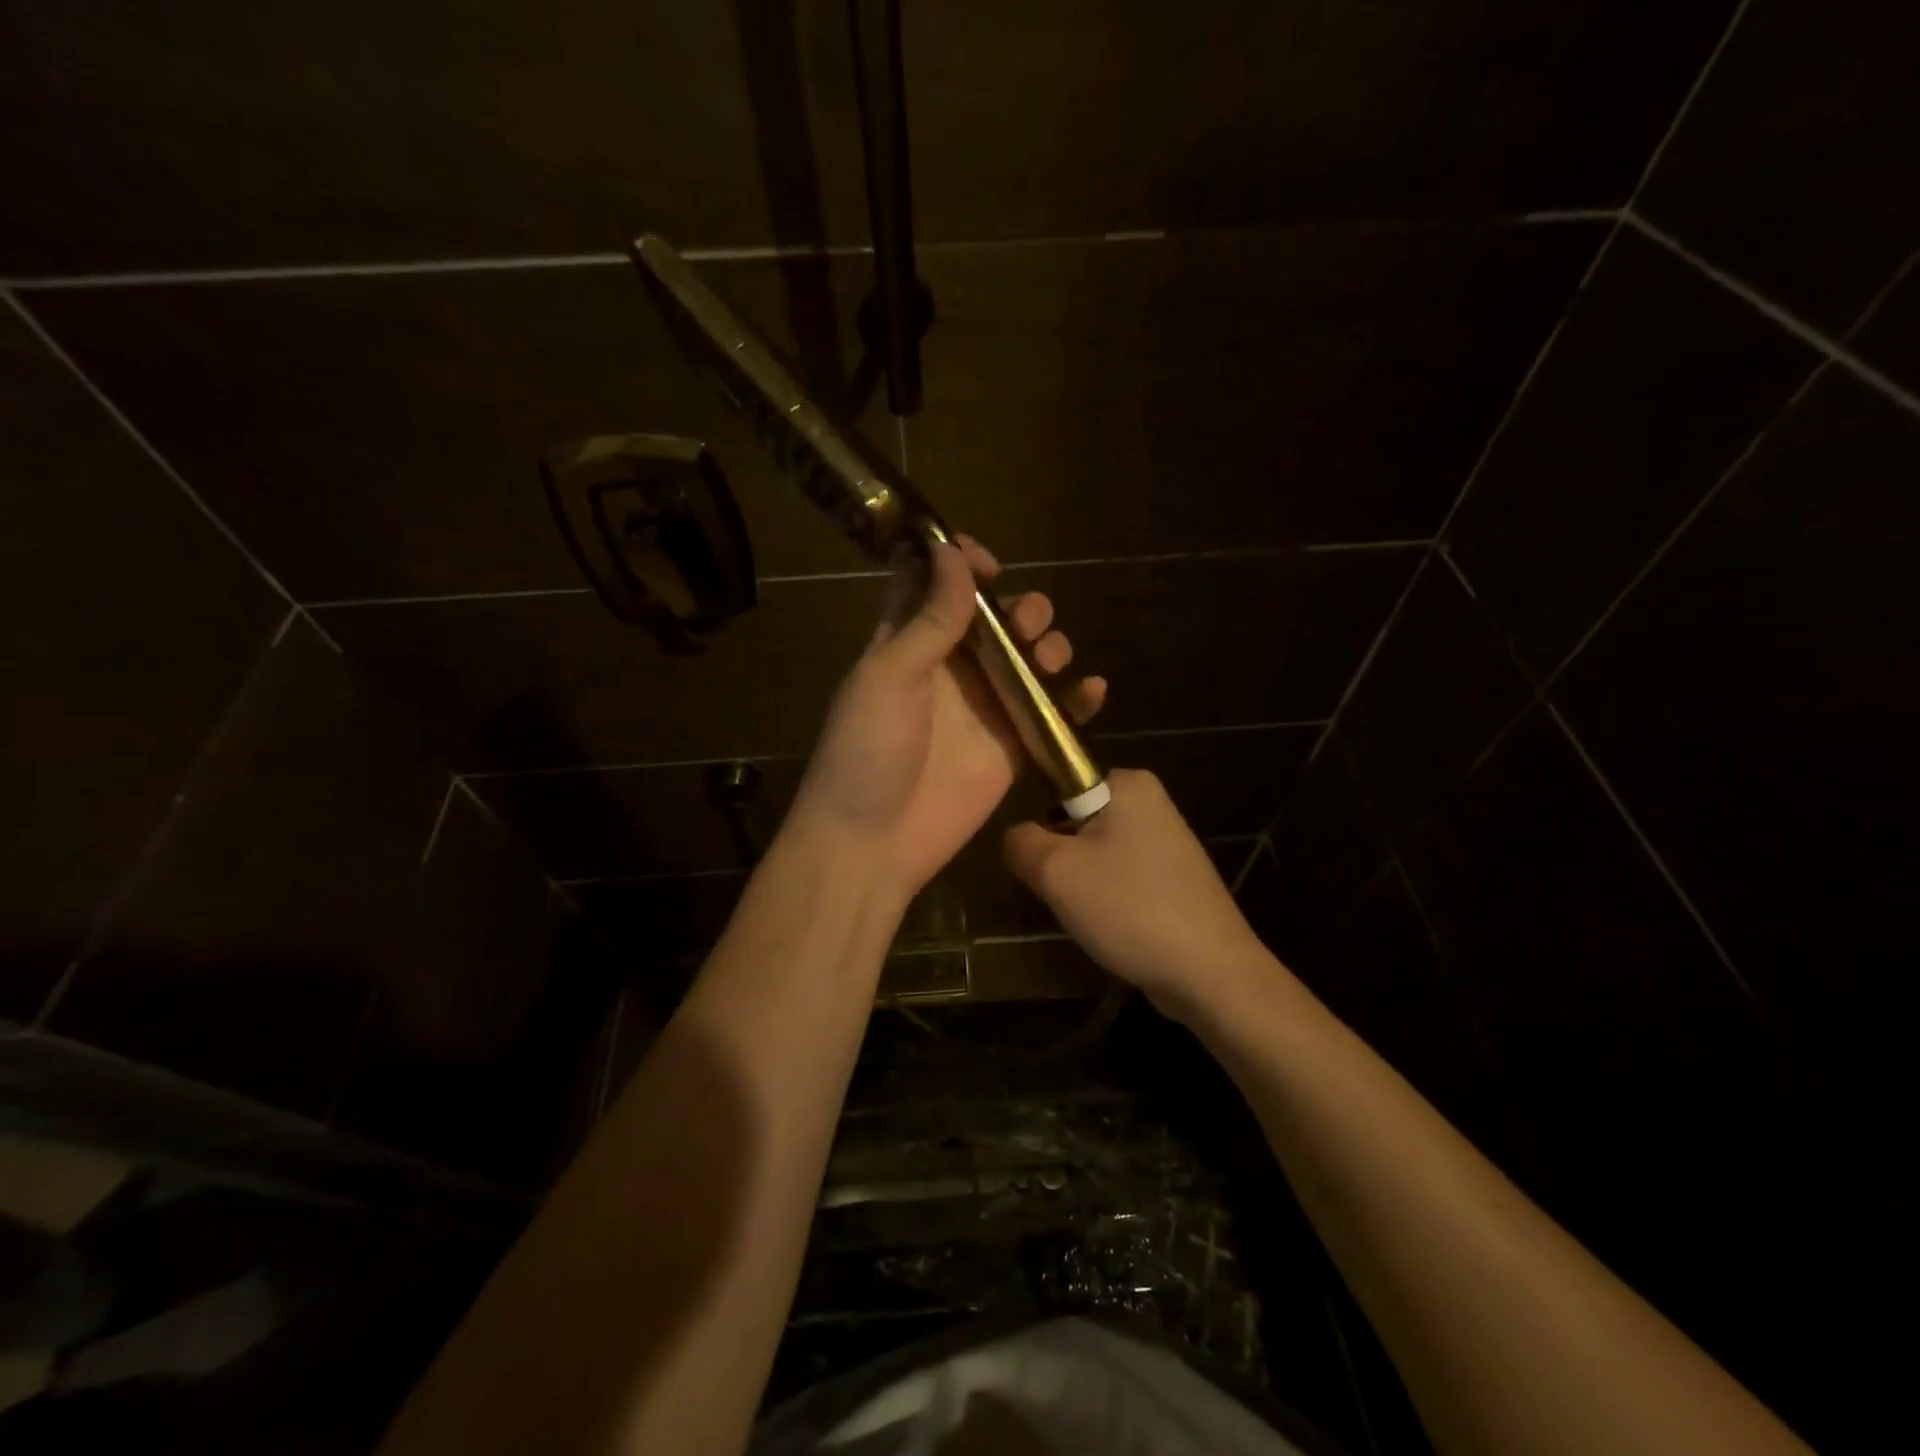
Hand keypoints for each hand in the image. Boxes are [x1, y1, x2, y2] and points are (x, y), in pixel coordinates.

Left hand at [785, 536, 1106, 903]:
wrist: (872, 844)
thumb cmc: (868, 751)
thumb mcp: (891, 676)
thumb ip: (930, 620)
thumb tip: (952, 552)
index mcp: (906, 644)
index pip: (933, 586)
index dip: (959, 564)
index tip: (988, 561)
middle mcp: (948, 671)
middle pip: (993, 622)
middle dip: (1018, 610)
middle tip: (1027, 621)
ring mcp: (983, 709)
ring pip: (1026, 662)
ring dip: (1048, 647)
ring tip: (1051, 656)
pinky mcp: (1011, 748)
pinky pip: (1050, 715)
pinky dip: (1075, 701)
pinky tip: (1092, 690)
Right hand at [1004, 769, 1269, 1020]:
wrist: (1209, 973)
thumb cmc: (1129, 907)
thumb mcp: (1055, 870)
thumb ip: (1020, 842)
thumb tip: (1016, 837)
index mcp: (1129, 783)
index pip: (1060, 785)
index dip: (1043, 824)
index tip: (1046, 863)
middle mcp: (1152, 802)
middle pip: (1076, 822)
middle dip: (1063, 858)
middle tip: (1065, 892)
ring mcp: (1168, 843)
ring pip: (1096, 855)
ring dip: (1083, 884)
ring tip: (1091, 915)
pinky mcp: (1175, 879)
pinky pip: (1122, 879)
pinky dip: (1110, 901)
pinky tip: (1114, 928)